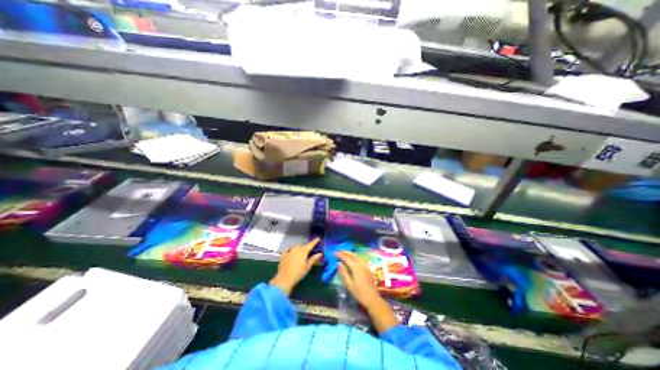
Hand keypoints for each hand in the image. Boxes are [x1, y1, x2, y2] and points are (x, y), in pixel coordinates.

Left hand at [267, 238, 320, 295]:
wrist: (284, 278)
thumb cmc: (298, 273)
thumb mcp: (308, 267)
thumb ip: (314, 259)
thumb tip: (320, 253)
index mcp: (303, 251)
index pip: (310, 244)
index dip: (315, 241)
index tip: (318, 238)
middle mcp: (296, 249)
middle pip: (303, 246)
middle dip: (306, 247)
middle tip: (308, 252)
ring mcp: (289, 251)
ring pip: (296, 247)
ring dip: (299, 248)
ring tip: (300, 253)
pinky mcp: (283, 254)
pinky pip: (288, 249)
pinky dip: (290, 249)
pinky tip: (290, 251)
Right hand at [335, 252, 381, 308]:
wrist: (373, 299)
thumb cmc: (359, 293)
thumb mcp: (349, 284)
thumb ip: (344, 272)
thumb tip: (338, 263)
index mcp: (356, 268)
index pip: (347, 258)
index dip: (340, 255)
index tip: (334, 253)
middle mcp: (361, 264)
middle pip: (353, 255)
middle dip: (346, 252)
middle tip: (339, 251)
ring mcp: (366, 266)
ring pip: (358, 256)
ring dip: (351, 253)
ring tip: (345, 253)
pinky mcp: (368, 268)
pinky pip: (361, 259)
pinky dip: (355, 256)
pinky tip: (353, 258)